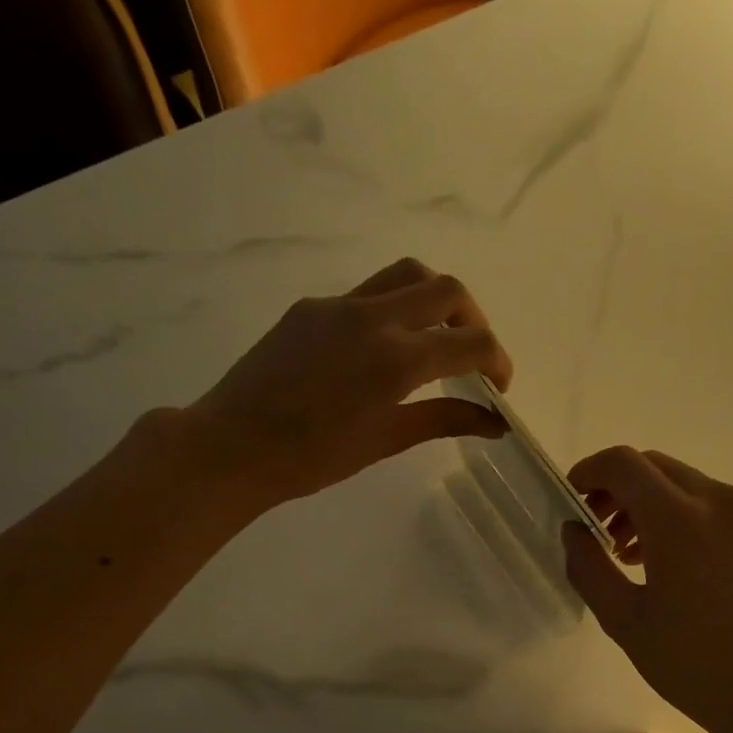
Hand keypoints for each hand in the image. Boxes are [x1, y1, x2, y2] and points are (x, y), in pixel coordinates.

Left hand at [190, 259, 513, 506]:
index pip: (473, 343)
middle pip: (447, 290)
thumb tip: (495, 423)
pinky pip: (367, 293)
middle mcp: (374, 319)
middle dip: (474, 319)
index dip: (499, 362)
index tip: (498, 387)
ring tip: (433, 337)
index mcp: (397, 360)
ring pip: (407, 275)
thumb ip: (445, 419)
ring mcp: (339, 306)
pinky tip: (378, 350)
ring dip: (435, 299)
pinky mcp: (311, 307)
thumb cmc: (313, 457)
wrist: (232, 445)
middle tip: (471, 355)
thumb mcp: (386, 440)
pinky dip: (392, 310)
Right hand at [563, 447, 732, 732]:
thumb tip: (574, 532)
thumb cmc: (700, 664)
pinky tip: (671, 564)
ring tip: (629, 554)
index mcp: (679, 518)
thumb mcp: (627, 622)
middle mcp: (717, 501)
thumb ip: (590, 568)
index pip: (623, 463)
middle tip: (596, 531)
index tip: (571, 500)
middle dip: (617, 488)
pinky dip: (680, 516)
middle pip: (654, 466)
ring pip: (684, 484)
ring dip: (648, 503)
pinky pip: (711, 506)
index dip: (588, 472)